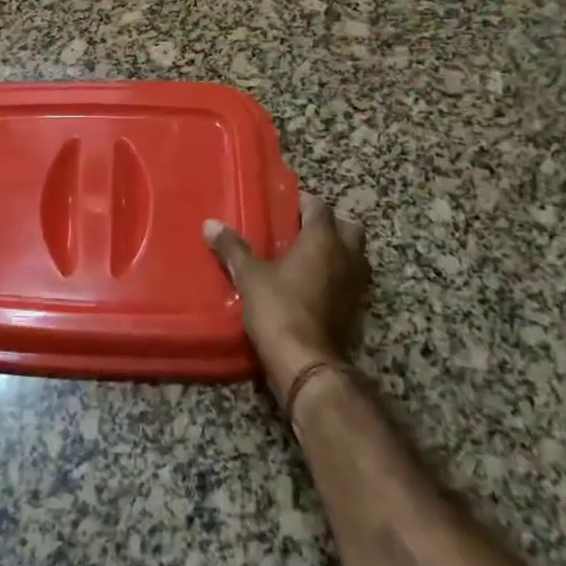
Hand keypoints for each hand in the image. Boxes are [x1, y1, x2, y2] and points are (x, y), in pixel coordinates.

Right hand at [204, 193, 368, 404]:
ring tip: (307, 256)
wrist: (306, 363)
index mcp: (323, 240)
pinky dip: (337, 275)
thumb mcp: (249, 277)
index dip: (303, 202)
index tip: (284, 204)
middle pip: (348, 227)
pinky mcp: (355, 309)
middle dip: (329, 224)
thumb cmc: (279, 309)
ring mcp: (355, 284)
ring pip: (354, 255)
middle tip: (300, 230)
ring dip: (337, 251)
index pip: (319, 207)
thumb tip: (210, 224)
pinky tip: (312, 284)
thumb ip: (232, 248)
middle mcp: (346, 256)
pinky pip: (350, 280)